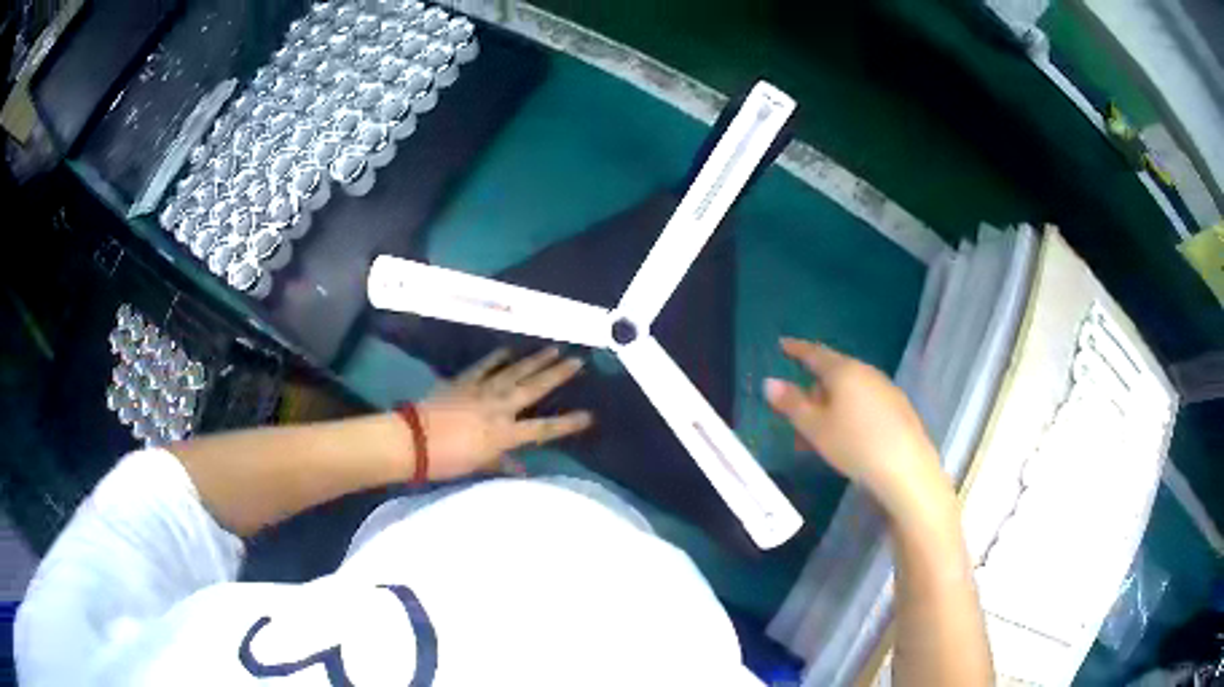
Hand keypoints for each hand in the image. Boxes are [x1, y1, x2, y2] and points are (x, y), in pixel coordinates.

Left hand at [418, 347, 592, 479]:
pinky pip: (483, 367)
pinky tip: (507, 349)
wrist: (414, 440)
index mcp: (505, 433)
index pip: (543, 429)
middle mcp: (500, 407)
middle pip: (534, 388)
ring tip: (553, 348)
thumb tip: (522, 471)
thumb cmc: (447, 460)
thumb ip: (502, 465)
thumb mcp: (478, 467)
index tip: (589, 415)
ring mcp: (481, 390)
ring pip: (514, 372)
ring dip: (534, 360)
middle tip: (577, 361)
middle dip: (558, 375)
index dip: (567, 423)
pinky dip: (495, 358)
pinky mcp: (463, 382)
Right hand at [763, 338, 951, 516]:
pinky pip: (865, 403)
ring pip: (849, 392)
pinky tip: (848, 440)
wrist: (905, 468)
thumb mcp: (815, 428)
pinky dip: (849, 414)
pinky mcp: (898, 407)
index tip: (783, 344)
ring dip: (830, 409)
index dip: (796, 349)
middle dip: (812, 394)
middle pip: (832, 375)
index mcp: (843, 371)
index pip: (814, 353)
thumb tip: (769, 382)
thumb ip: (791, 403)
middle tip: (797, 422)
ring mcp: (885, 389)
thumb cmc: (854, 445)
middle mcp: (866, 372)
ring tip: (820, 439)